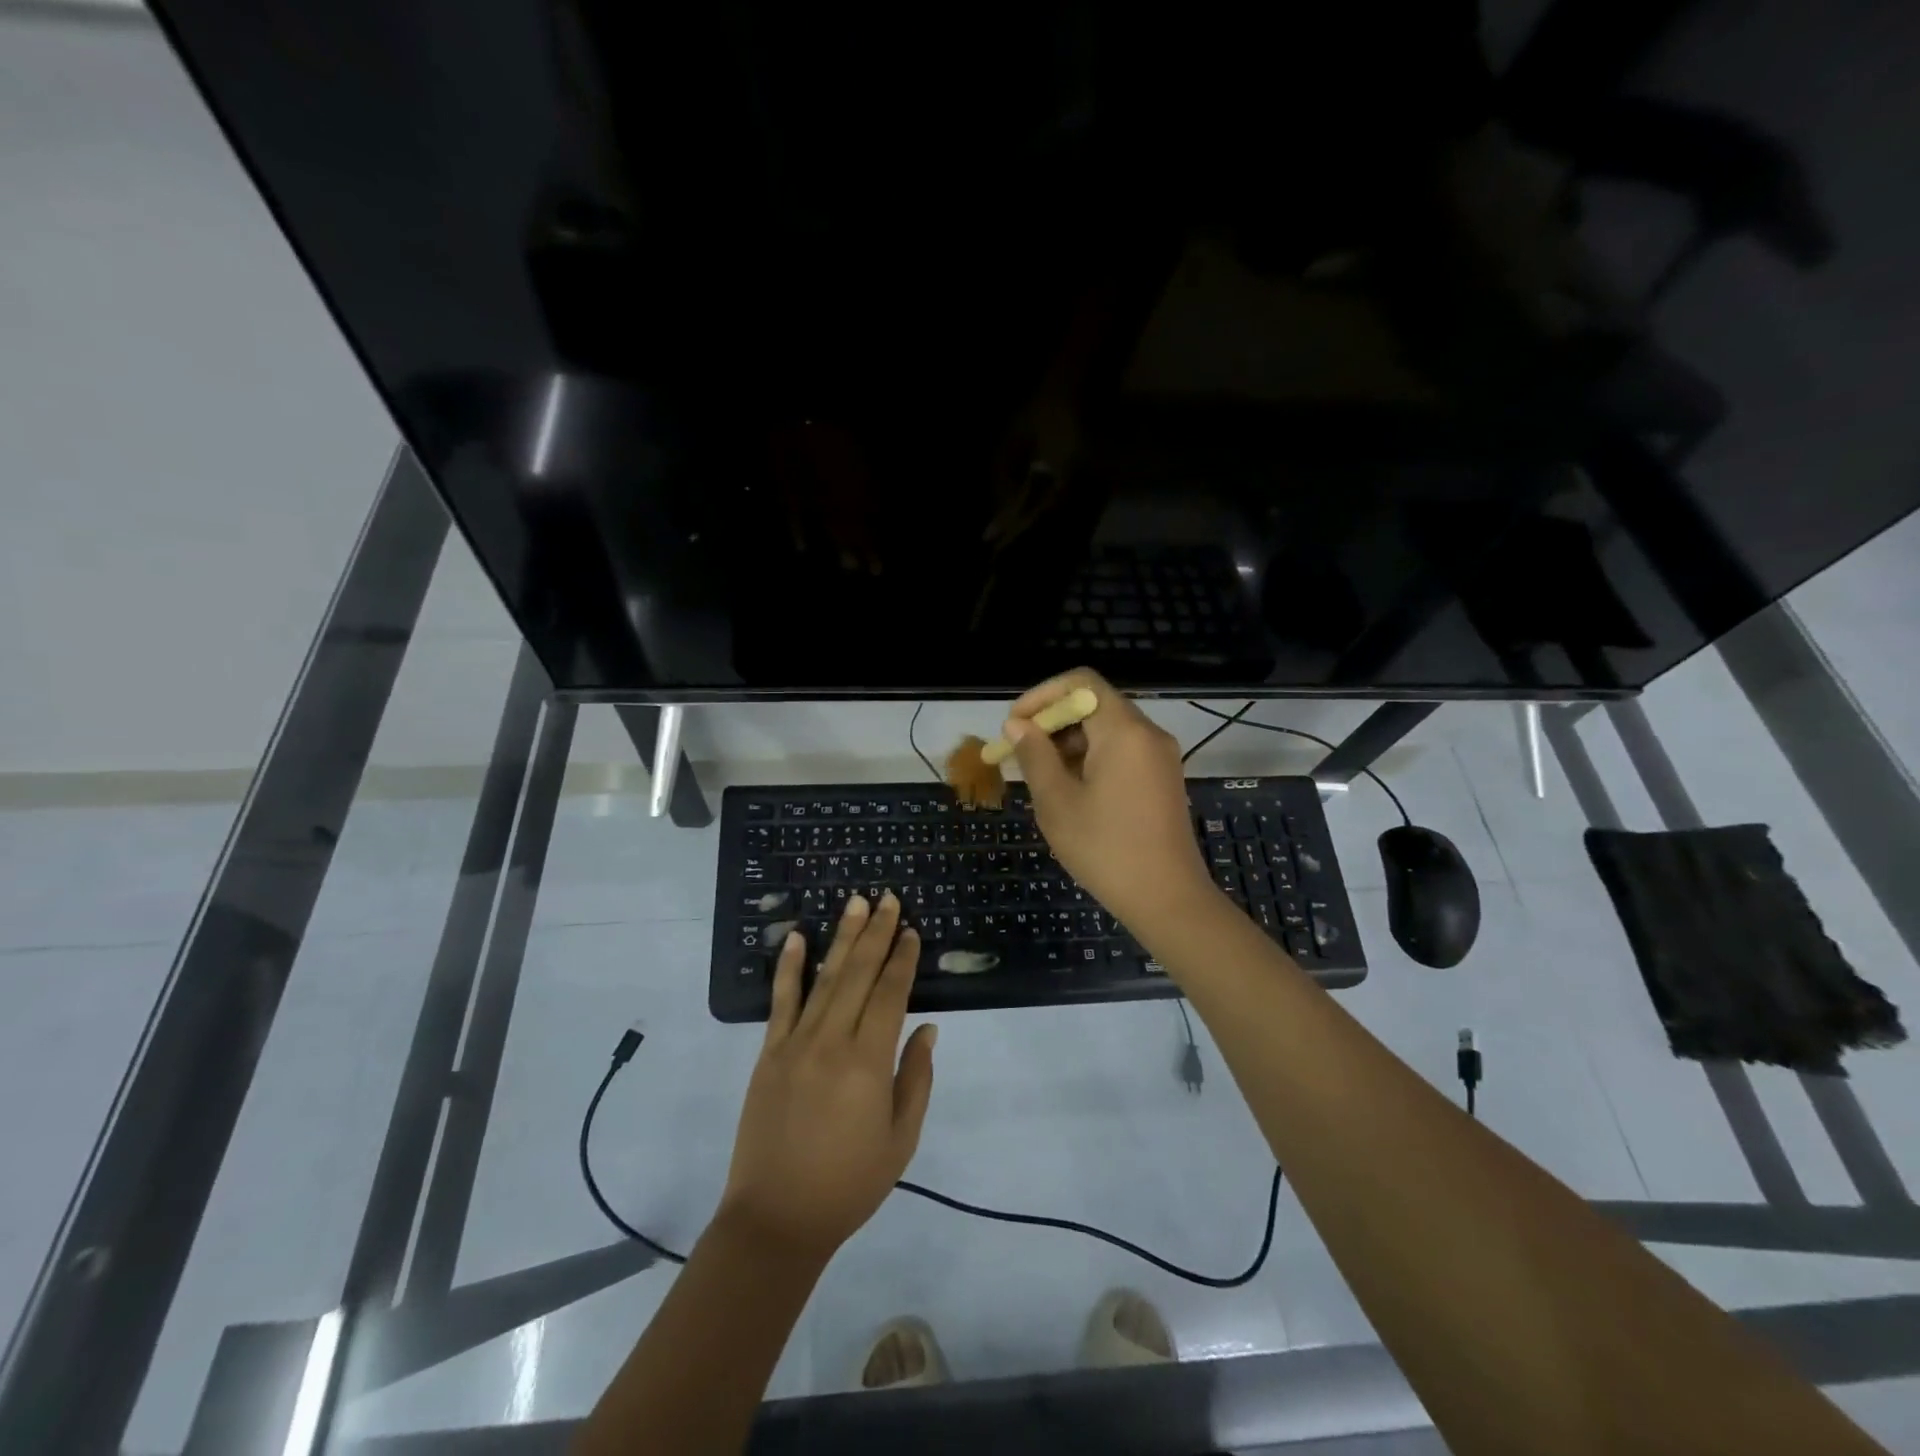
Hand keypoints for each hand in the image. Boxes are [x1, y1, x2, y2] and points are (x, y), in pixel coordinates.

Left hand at [719, 893, 936, 1262]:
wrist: (776, 1219)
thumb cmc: (849, 1183)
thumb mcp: (901, 1139)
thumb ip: (916, 1078)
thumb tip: (926, 1028)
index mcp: (868, 1061)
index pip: (891, 993)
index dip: (902, 959)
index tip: (911, 930)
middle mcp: (832, 1040)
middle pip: (859, 974)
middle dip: (876, 933)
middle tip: (887, 898)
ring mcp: (796, 1043)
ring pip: (824, 978)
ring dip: (842, 938)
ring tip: (855, 903)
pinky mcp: (769, 1053)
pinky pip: (780, 1001)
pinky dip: (788, 967)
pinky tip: (795, 937)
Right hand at [1004, 669, 1213, 930]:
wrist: (1168, 900)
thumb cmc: (1106, 849)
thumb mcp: (1057, 802)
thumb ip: (1035, 756)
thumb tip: (1017, 725)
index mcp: (1124, 731)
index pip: (1081, 682)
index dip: (1042, 695)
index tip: (1015, 725)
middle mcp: (1148, 733)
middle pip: (1095, 704)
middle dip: (1052, 722)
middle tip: (1020, 753)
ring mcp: (1160, 756)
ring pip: (1107, 729)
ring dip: (1069, 742)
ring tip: (1040, 776)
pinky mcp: (1163, 778)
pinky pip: (1122, 751)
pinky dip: (1091, 758)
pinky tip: (1070, 790)